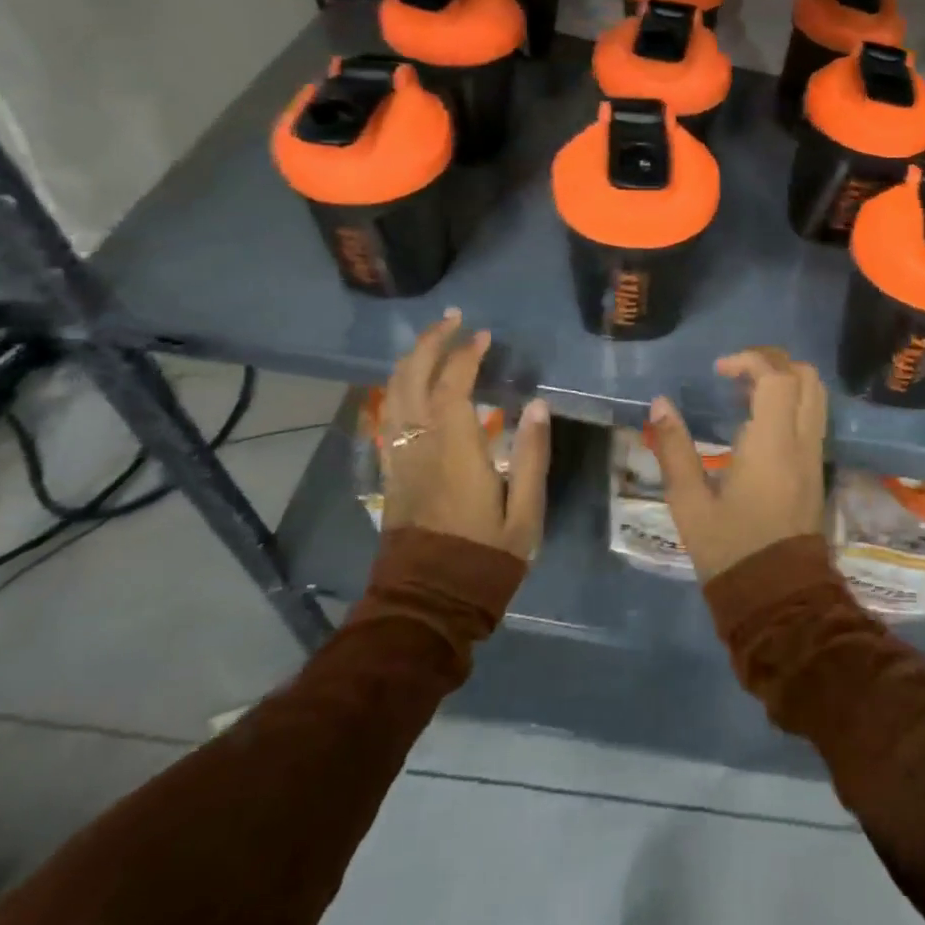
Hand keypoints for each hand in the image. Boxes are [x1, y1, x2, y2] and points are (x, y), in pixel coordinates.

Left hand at [378, 310, 549, 558]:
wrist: (427, 604)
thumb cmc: (483, 559)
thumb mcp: (524, 513)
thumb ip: (531, 454)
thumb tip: (537, 404)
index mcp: (454, 450)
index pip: (452, 385)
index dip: (467, 354)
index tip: (484, 336)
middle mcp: (419, 445)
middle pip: (412, 378)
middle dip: (430, 343)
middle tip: (453, 320)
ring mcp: (399, 458)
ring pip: (393, 394)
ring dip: (411, 360)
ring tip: (433, 340)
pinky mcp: (391, 472)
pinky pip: (388, 416)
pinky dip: (398, 388)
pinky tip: (412, 383)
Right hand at [648, 348, 827, 581]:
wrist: (779, 601)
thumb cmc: (731, 551)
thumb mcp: (690, 504)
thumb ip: (674, 450)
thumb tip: (660, 405)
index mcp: (773, 443)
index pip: (777, 377)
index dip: (750, 360)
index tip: (719, 369)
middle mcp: (802, 442)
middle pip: (806, 377)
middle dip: (772, 361)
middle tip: (736, 371)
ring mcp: (815, 456)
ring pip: (816, 396)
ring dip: (785, 380)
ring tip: (745, 391)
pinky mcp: (817, 471)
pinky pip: (812, 417)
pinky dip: (791, 402)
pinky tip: (758, 420)